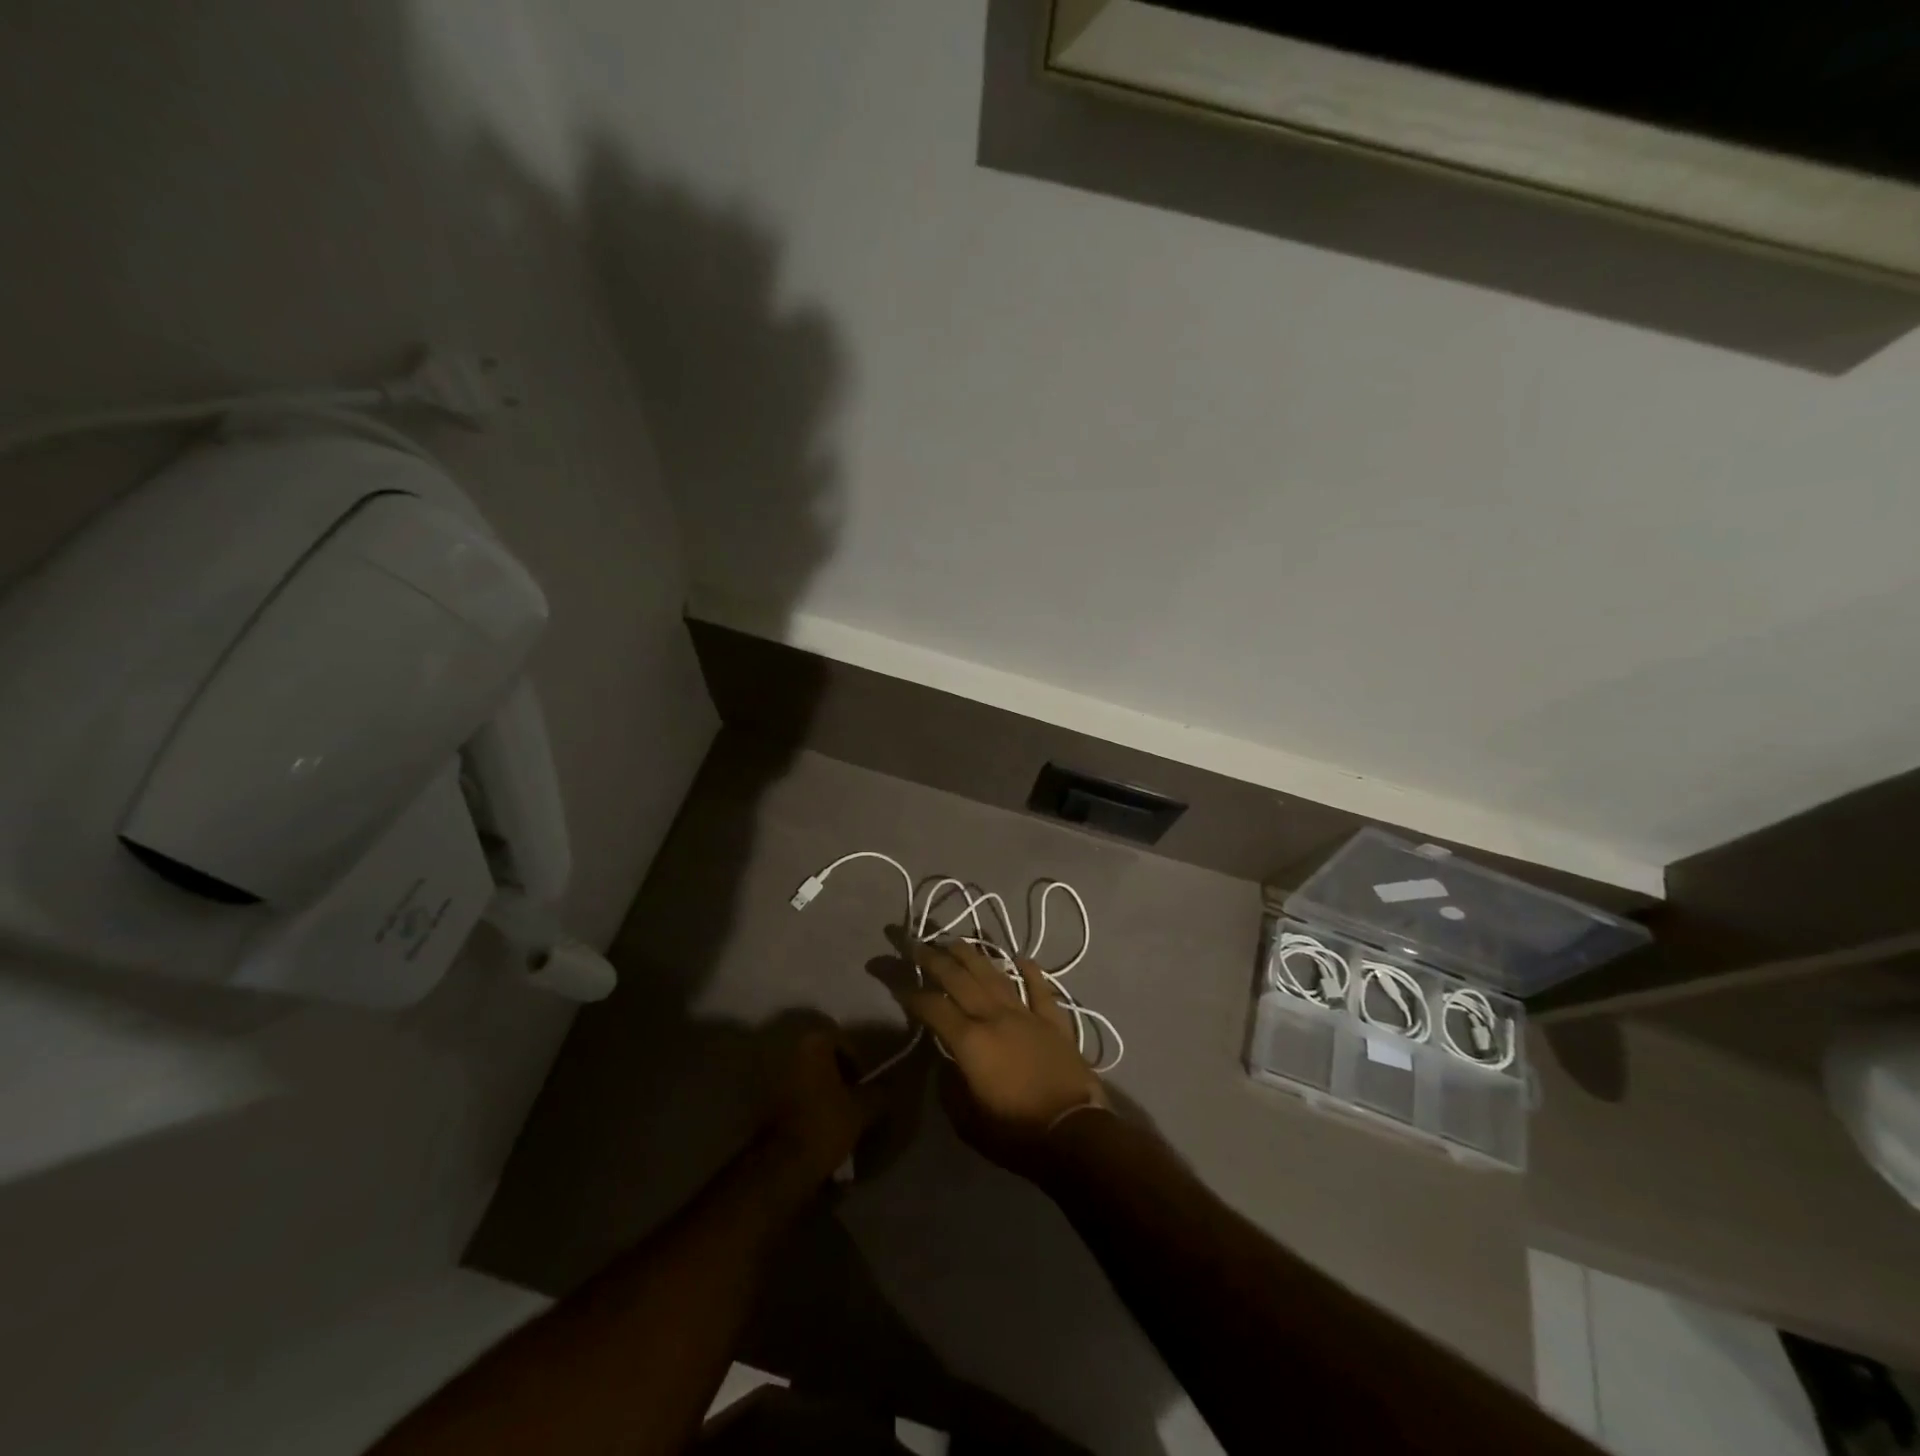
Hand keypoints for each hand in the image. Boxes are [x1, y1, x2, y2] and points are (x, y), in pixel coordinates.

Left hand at [761, 1027, 880, 1188]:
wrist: (781, 1164)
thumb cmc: (825, 1124)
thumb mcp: (862, 1109)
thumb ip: (878, 1093)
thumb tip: (887, 1088)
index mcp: (814, 1044)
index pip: (844, 1043)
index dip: (859, 1064)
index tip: (866, 1086)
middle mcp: (791, 1053)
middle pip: (824, 1060)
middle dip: (840, 1078)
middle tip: (855, 1101)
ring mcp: (774, 1078)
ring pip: (808, 1080)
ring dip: (823, 1093)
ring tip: (838, 1118)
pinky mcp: (765, 1103)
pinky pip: (794, 1098)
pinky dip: (808, 1107)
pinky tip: (819, 1128)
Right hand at [896, 939, 1107, 1170]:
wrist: (1075, 1134)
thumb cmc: (1016, 1133)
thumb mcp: (967, 1120)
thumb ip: (950, 1086)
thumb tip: (944, 1062)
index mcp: (970, 1041)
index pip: (933, 1008)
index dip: (911, 994)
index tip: (896, 983)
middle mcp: (995, 1017)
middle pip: (960, 979)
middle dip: (934, 960)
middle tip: (917, 944)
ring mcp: (1027, 1015)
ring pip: (995, 976)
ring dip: (974, 956)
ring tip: (956, 941)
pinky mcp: (1055, 1022)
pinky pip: (1041, 990)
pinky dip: (1032, 972)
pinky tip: (1022, 958)